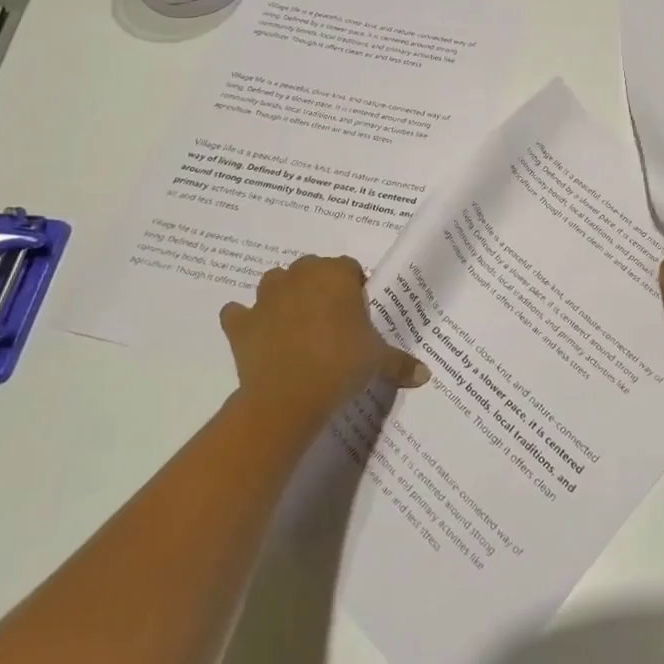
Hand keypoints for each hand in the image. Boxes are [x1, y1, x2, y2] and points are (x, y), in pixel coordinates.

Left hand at [220, 256, 429, 422]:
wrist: (289, 395)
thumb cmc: (342, 364)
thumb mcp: (378, 362)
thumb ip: (401, 363)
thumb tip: (425, 375)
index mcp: (336, 274)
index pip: (349, 268)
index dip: (354, 288)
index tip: (358, 313)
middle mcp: (300, 276)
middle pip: (311, 268)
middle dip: (319, 287)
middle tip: (331, 320)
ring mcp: (266, 297)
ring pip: (274, 281)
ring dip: (283, 295)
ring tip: (295, 323)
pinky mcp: (241, 322)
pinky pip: (237, 313)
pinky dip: (244, 320)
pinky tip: (256, 335)